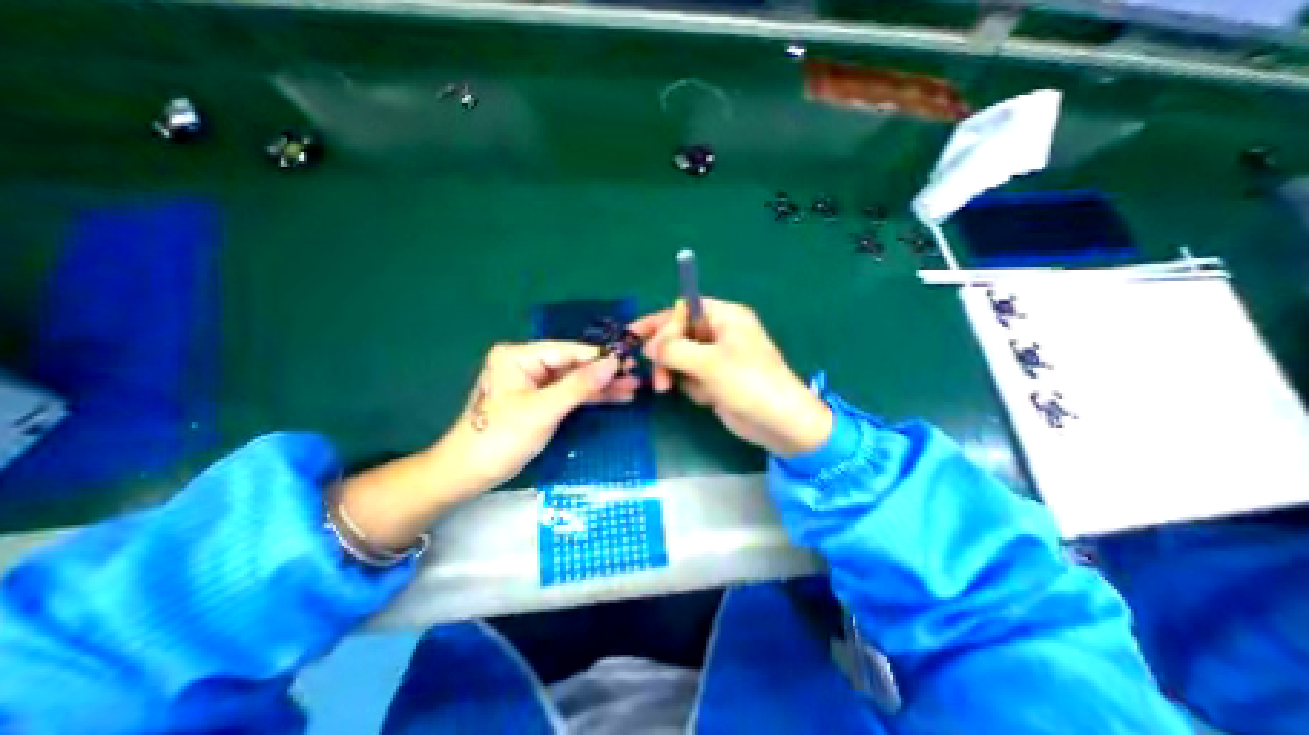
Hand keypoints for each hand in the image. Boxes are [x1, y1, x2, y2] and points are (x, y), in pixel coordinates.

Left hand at [339, 341, 636, 547]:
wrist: (469, 474)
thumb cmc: (501, 438)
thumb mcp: (543, 410)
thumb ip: (579, 385)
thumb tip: (614, 362)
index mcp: (520, 355)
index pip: (569, 351)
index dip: (600, 357)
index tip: (630, 362)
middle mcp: (528, 363)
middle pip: (574, 365)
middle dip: (605, 374)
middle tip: (636, 377)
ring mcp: (534, 382)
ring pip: (575, 381)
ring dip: (602, 387)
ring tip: (633, 388)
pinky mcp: (540, 400)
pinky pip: (570, 394)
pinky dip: (590, 398)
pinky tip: (615, 397)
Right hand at [631, 296, 830, 456]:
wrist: (780, 423)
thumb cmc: (748, 383)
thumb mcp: (708, 362)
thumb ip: (673, 349)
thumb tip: (648, 345)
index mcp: (725, 317)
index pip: (684, 309)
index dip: (664, 325)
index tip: (646, 345)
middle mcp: (721, 333)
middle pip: (680, 334)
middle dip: (666, 355)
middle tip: (658, 377)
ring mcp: (719, 358)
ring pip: (682, 357)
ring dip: (676, 373)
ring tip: (670, 389)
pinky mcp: (717, 379)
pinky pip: (692, 376)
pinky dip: (693, 387)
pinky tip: (705, 398)